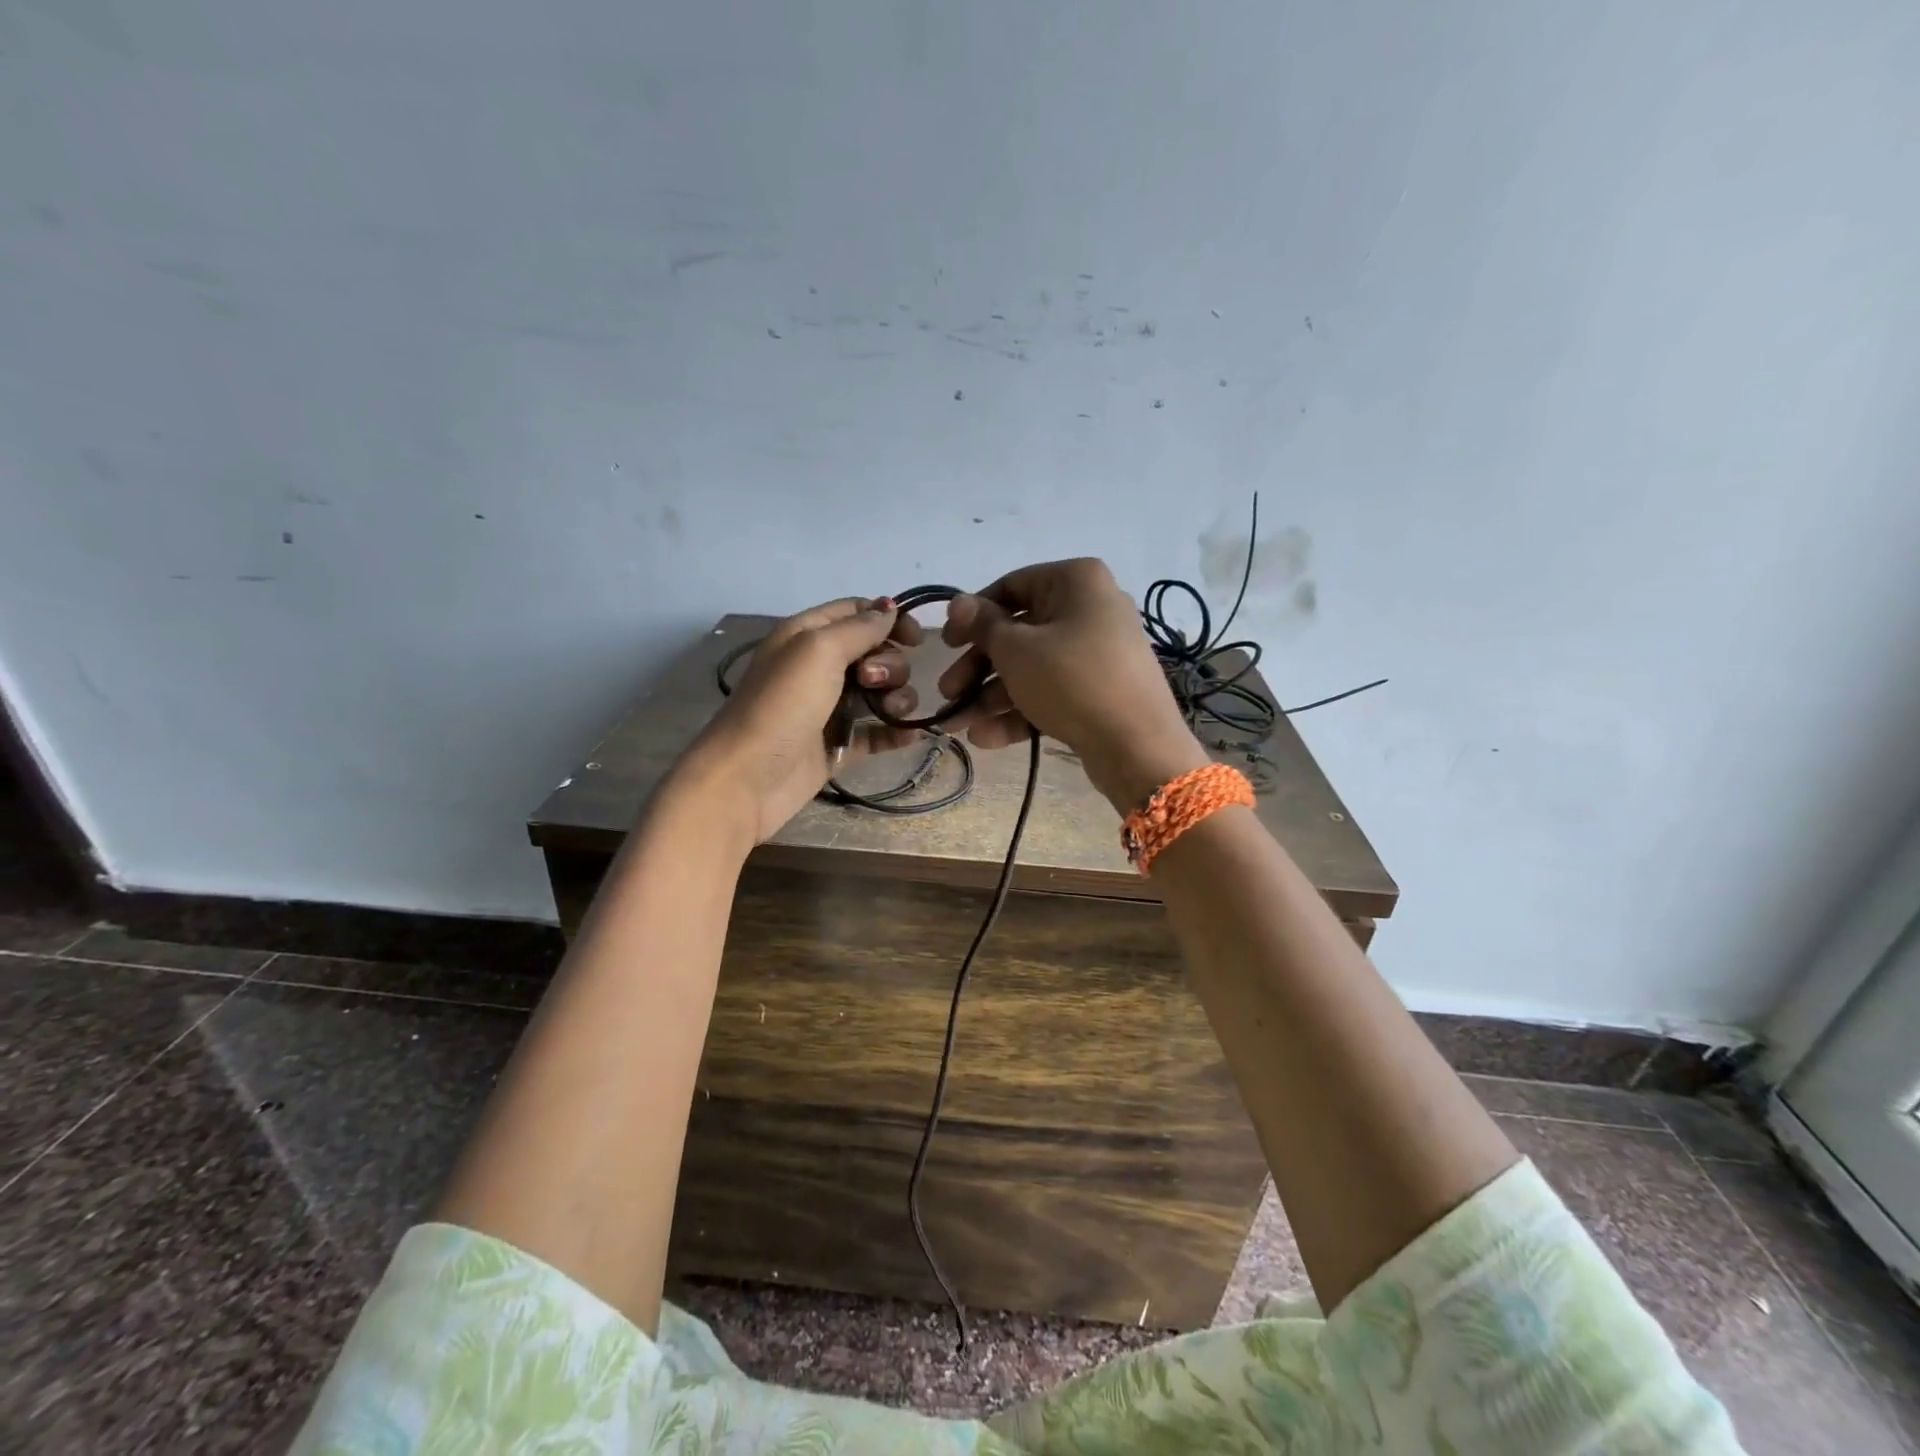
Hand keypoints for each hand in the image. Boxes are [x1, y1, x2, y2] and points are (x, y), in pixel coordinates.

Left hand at [681, 597, 924, 842]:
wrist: (748, 778)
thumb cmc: (782, 704)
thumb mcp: (818, 650)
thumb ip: (859, 628)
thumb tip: (890, 607)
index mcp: (808, 635)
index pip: (856, 612)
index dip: (889, 619)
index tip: (917, 638)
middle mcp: (820, 668)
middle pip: (875, 653)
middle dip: (890, 664)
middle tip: (872, 682)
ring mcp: (830, 708)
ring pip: (880, 693)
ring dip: (898, 698)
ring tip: (892, 713)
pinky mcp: (838, 746)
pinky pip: (876, 732)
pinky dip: (895, 732)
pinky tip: (912, 735)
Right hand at [940, 559, 1208, 809]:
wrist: (1138, 746)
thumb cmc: (1071, 680)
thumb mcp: (1016, 650)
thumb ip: (982, 625)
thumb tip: (959, 604)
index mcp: (1076, 581)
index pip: (1011, 586)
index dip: (972, 615)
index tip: (946, 644)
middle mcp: (1090, 609)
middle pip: (1018, 633)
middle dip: (977, 667)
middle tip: (946, 693)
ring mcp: (1097, 653)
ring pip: (1031, 668)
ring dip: (990, 697)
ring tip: (957, 726)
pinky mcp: (1099, 691)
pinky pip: (1052, 692)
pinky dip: (1019, 712)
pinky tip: (985, 739)